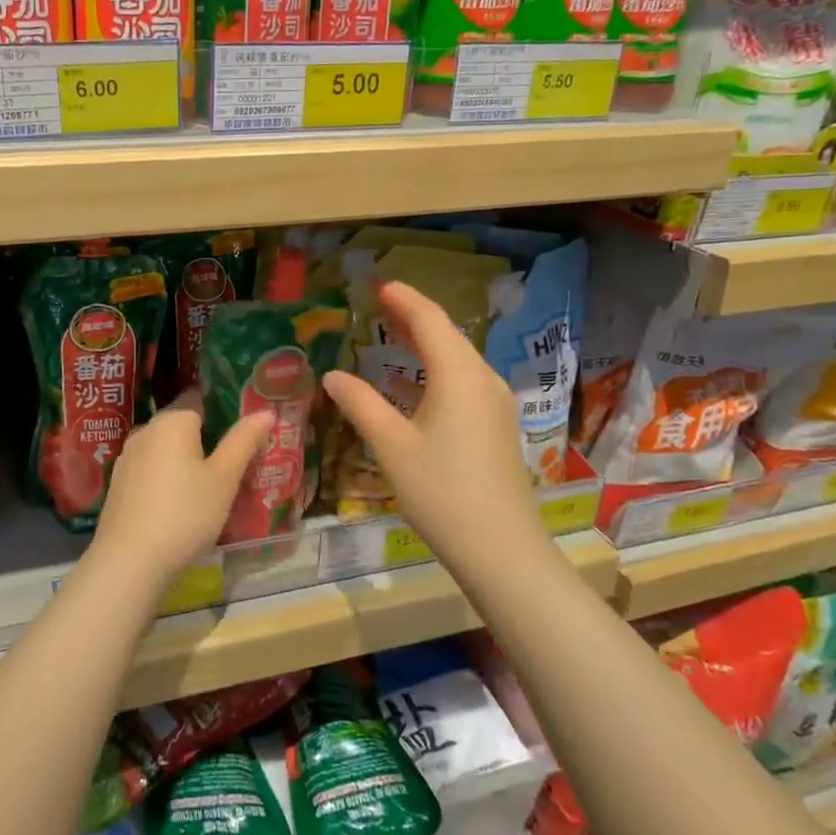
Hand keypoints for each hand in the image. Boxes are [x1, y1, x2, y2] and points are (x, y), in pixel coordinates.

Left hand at [89, 391, 273, 594]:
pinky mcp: (119, 483)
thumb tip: (265, 412)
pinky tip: (181, 502)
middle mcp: (146, 430)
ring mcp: (128, 457)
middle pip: (183, 424)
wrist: (130, 561)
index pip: (200, 398)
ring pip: (166, 449)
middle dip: (208, 438)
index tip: (245, 428)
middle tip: (235, 461)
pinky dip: (168, 477)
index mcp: (173, 421)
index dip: (224, 409)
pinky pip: (151, 469)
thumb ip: (244, 441)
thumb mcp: (224, 479)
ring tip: (212, 484)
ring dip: (186, 460)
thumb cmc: (185, 514)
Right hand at [321, 281, 542, 560]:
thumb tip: (333, 375)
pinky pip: (463, 381)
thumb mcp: (392, 446)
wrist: (502, 550)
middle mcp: (483, 380)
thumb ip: (361, 404)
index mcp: (459, 376)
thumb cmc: (442, 492)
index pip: (430, 321)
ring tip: (392, 333)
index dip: (404, 299)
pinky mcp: (496, 426)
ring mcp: (495, 404)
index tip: (378, 285)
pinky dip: (435, 370)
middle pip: (447, 335)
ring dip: (425, 343)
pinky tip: (412, 383)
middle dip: (413, 316)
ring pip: (457, 359)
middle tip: (379, 303)